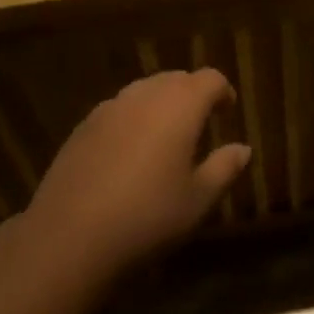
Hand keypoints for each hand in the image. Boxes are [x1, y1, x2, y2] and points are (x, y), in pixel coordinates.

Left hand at [26, 68, 251, 278]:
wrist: (70, 235)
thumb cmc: (147, 216)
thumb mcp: (197, 200)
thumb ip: (224, 168)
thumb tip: (243, 149)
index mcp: (181, 104)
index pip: (210, 79)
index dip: (222, 91)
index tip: (228, 110)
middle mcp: (146, 94)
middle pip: (177, 79)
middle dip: (192, 94)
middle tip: (200, 123)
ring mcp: (111, 106)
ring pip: (145, 90)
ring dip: (161, 104)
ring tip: (165, 136)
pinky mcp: (84, 124)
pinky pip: (119, 109)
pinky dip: (133, 119)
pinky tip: (129, 152)